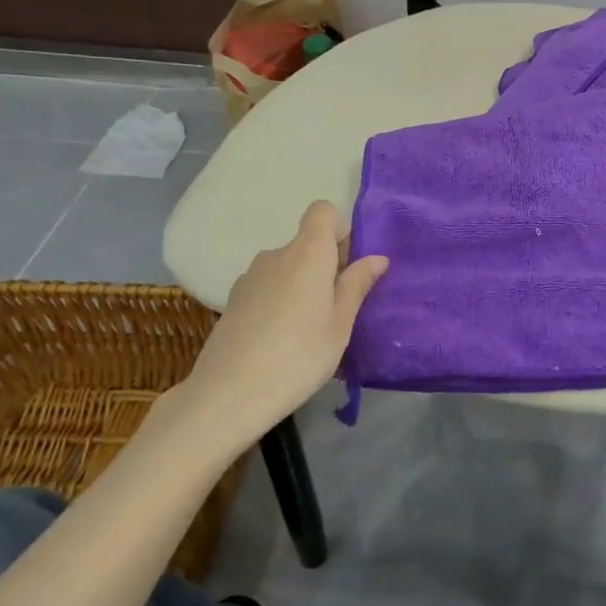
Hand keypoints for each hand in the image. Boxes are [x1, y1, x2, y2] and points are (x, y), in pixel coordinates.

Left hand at [161, 202, 388, 449]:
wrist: (228, 395)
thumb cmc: (299, 355)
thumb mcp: (340, 324)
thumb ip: (357, 285)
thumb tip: (377, 257)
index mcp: (308, 253)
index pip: (322, 211)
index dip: (340, 228)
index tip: (350, 263)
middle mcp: (276, 255)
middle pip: (307, 242)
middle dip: (327, 264)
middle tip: (340, 306)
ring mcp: (250, 278)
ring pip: (287, 267)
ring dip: (303, 285)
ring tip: (311, 329)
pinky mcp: (233, 301)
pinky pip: (268, 287)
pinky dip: (281, 301)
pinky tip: (282, 340)